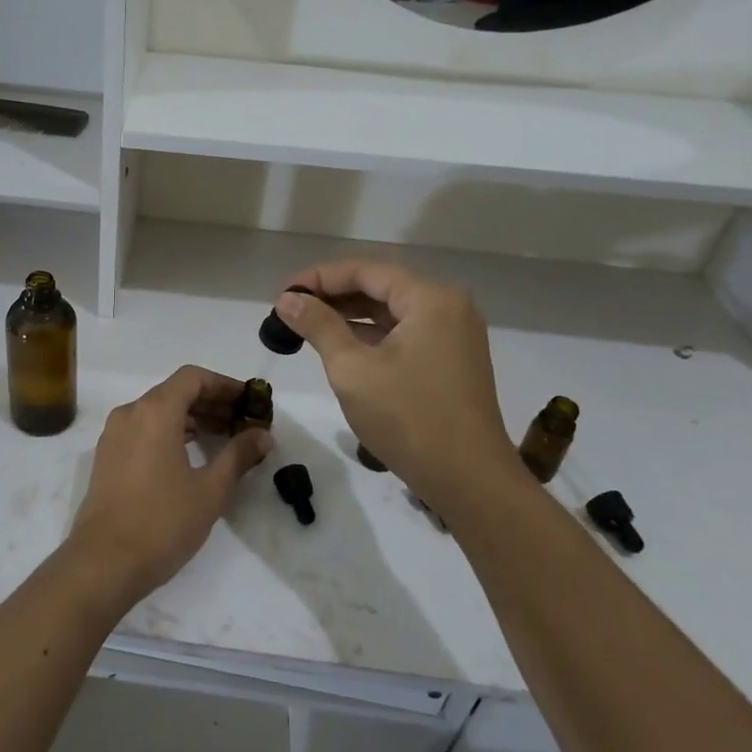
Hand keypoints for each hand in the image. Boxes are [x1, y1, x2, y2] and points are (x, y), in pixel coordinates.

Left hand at [65, 366, 272, 610]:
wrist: (103, 563)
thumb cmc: (162, 522)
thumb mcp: (210, 490)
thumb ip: (238, 455)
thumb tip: (263, 435)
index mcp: (155, 412)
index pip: (193, 377)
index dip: (225, 385)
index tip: (249, 402)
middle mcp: (130, 413)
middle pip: (175, 391)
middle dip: (211, 402)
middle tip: (243, 422)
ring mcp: (114, 434)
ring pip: (158, 411)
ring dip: (191, 418)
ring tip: (223, 438)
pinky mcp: (107, 456)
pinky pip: (143, 429)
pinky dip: (169, 432)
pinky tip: (190, 455)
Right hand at [274, 262, 524, 508]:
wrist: (470, 481)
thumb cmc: (408, 419)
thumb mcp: (352, 369)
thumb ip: (318, 326)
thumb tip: (287, 299)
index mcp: (430, 298)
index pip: (365, 271)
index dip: (319, 278)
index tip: (282, 292)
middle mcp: (448, 306)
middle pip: (380, 286)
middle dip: (333, 295)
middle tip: (289, 308)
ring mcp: (454, 334)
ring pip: (391, 311)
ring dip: (349, 316)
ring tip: (305, 325)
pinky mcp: (452, 359)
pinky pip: (404, 333)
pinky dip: (371, 335)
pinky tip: (339, 345)